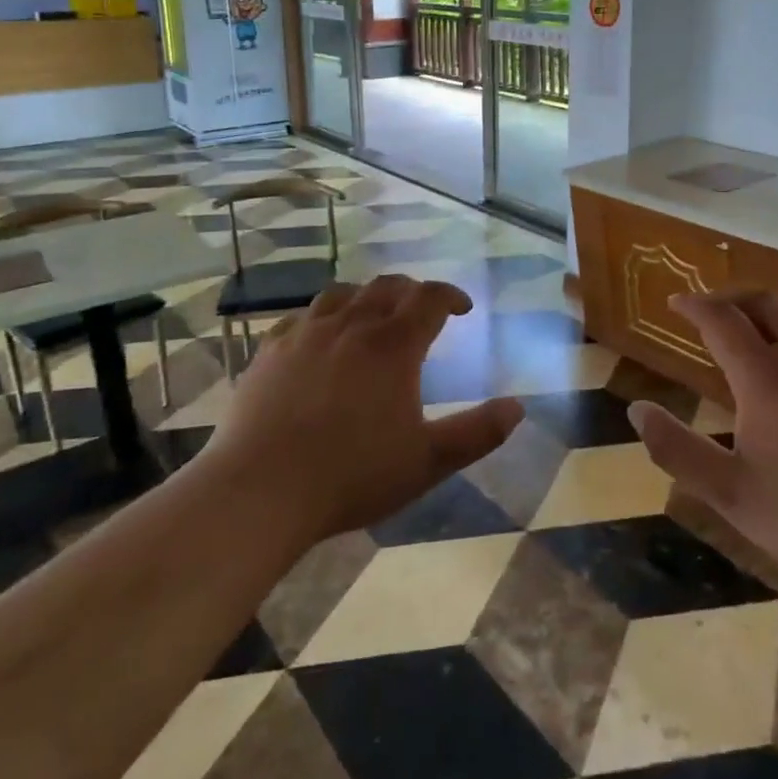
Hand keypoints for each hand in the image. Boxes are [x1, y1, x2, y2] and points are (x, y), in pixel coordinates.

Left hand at [205, 275, 523, 540]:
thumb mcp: (427, 461)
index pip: (429, 298)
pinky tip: (320, 337)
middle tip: (422, 309)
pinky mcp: (270, 351)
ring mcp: (305, 334)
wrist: (260, 491)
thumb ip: (478, 433)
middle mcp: (351, 326)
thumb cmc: (351, 476)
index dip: (450, 295)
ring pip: (342, 294)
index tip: (462, 308)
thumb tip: (518, 407)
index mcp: (393, 346)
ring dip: (366, 296)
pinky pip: (301, 317)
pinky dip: (322, 317)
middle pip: (386, 287)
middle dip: (411, 291)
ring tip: (373, 315)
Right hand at [629, 290, 777, 594]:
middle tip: (711, 311)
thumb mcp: (732, 493)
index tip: (676, 303)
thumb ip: (678, 450)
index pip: (721, 320)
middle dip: (730, 298)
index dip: (694, 305)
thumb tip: (636, 410)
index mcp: (766, 379)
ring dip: (773, 304)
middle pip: (762, 303)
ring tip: (758, 318)